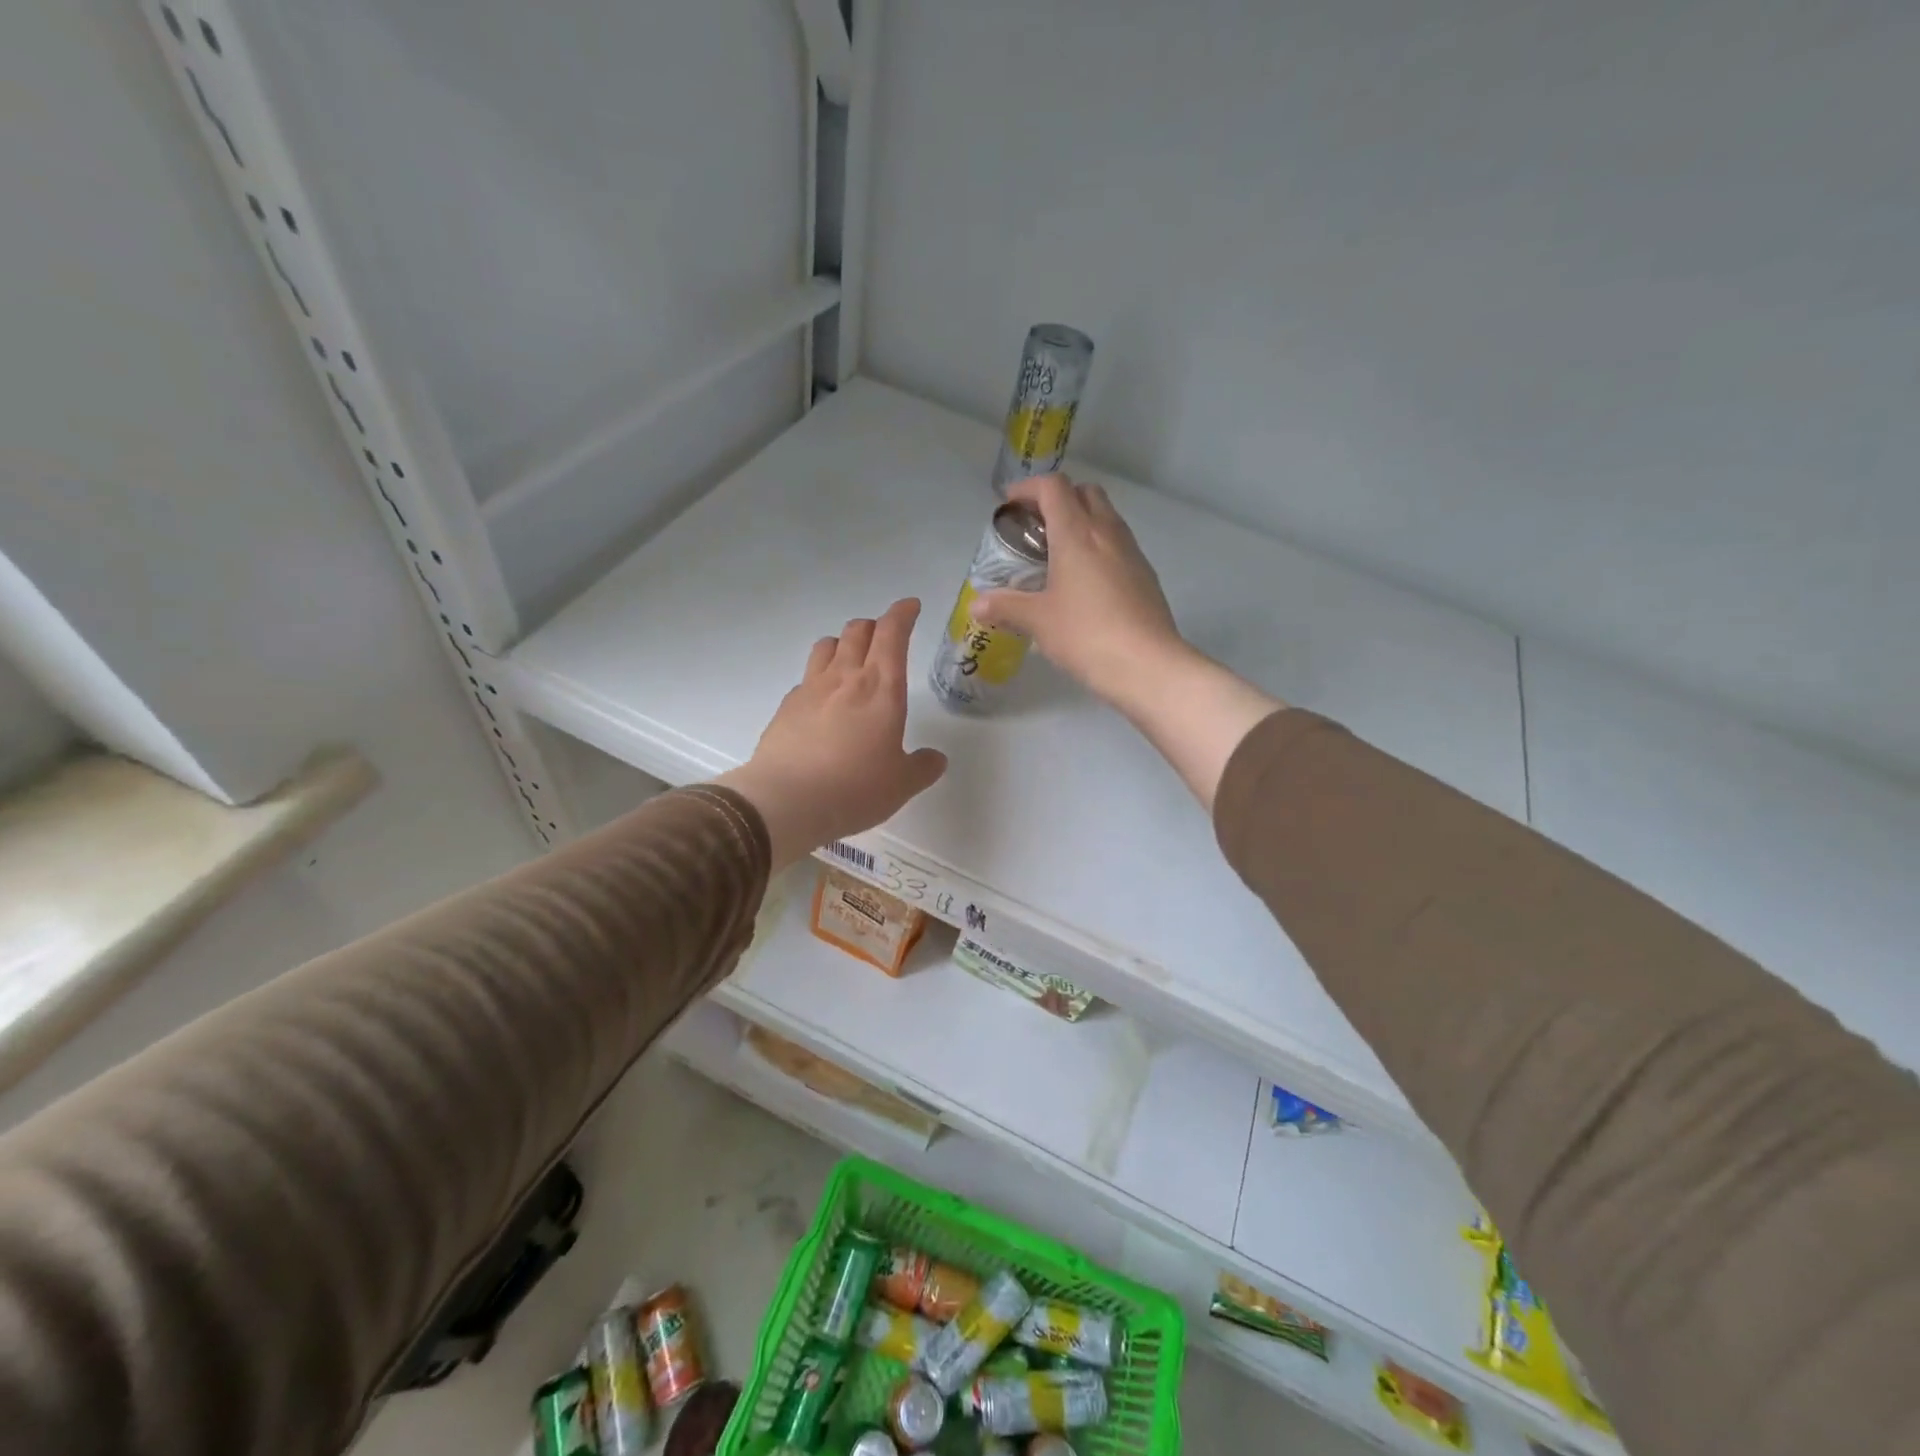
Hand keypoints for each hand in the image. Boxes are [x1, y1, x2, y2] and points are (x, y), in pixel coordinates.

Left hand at [716, 598, 947, 869]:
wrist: (787, 801)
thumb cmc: (856, 788)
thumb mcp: (901, 784)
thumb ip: (922, 768)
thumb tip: (936, 759)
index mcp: (882, 688)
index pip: (893, 634)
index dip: (902, 614)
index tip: (910, 606)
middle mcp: (846, 678)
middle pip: (858, 631)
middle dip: (874, 626)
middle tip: (884, 637)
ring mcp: (811, 689)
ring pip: (827, 645)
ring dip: (843, 643)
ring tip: (850, 659)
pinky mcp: (786, 707)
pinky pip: (806, 678)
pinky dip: (819, 677)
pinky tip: (823, 699)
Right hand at [974, 474, 1283, 808]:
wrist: (1147, 664)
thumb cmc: (1086, 634)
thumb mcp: (1037, 621)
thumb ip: (1005, 607)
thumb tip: (977, 605)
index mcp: (1077, 532)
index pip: (1053, 487)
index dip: (1028, 488)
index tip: (1009, 504)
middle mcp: (1108, 532)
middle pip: (1085, 493)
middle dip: (1058, 499)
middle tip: (1035, 527)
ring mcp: (1132, 552)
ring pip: (1106, 517)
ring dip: (1081, 522)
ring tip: (1058, 555)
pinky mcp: (1146, 575)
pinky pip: (1118, 545)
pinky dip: (1098, 548)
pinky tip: (1085, 583)